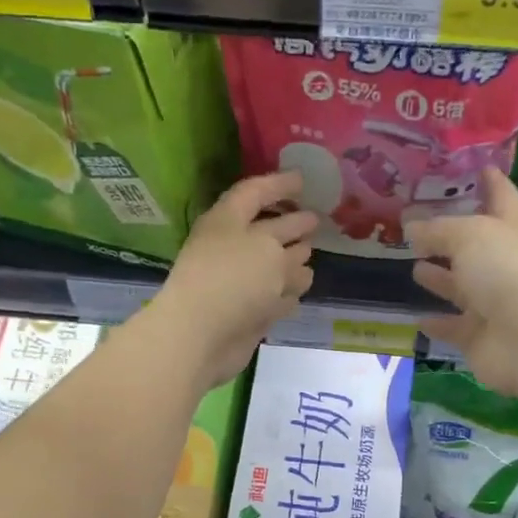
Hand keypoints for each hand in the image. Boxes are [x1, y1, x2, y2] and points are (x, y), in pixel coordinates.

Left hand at [148, 171, 316, 387]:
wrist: (201, 336)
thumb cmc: (232, 280)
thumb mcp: (267, 250)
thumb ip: (287, 250)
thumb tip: (298, 261)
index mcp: (229, 222)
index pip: (255, 194)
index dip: (279, 185)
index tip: (305, 180)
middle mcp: (233, 249)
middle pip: (266, 232)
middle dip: (291, 224)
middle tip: (316, 220)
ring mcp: (239, 285)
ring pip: (271, 269)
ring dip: (291, 264)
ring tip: (311, 258)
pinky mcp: (247, 317)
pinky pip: (272, 301)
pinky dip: (284, 297)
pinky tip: (298, 294)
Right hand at [409, 168, 517, 425]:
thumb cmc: (508, 270)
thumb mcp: (468, 236)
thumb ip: (437, 230)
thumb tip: (411, 226)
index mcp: (514, 230)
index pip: (502, 198)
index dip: (490, 183)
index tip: (478, 168)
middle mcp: (507, 265)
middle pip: (477, 247)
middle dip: (453, 238)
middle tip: (422, 228)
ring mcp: (496, 305)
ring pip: (463, 288)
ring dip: (442, 279)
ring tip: (414, 268)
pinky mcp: (482, 339)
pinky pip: (455, 328)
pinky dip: (439, 323)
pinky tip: (418, 318)